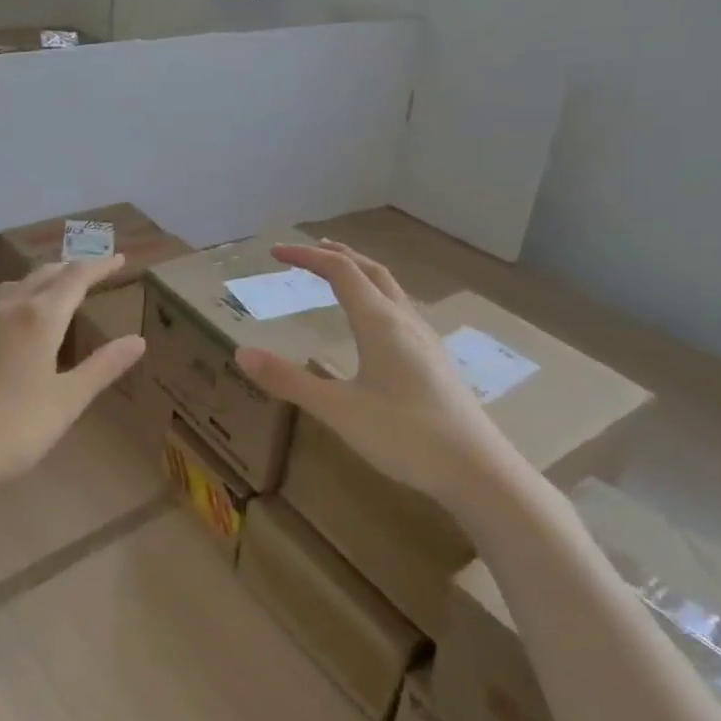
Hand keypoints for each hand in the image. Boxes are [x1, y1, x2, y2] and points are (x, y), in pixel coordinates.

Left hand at [0, 256, 145, 499]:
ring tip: (55, 288)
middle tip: (93, 270)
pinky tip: (17, 323)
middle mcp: (10, 310)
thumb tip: (137, 340)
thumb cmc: (14, 426)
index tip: (119, 259)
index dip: (99, 267)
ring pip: (15, 287)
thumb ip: (103, 367)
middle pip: (43, 275)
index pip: (75, 279)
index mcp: (40, 318)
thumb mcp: (68, 400)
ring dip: (40, 280)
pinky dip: (18, 300)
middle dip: (70, 269)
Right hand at [234, 242, 504, 501]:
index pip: (339, 271)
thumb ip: (289, 381)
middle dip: (337, 255)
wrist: (478, 469)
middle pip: (370, 270)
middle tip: (309, 251)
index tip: (276, 253)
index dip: (306, 256)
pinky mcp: (435, 360)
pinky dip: (376, 296)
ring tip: (339, 276)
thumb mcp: (338, 410)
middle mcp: (404, 320)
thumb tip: (242, 352)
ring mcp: (425, 339)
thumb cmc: (405, 435)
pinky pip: (401, 310)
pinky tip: (374, 324)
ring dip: (361, 273)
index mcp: (379, 322)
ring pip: (390, 289)